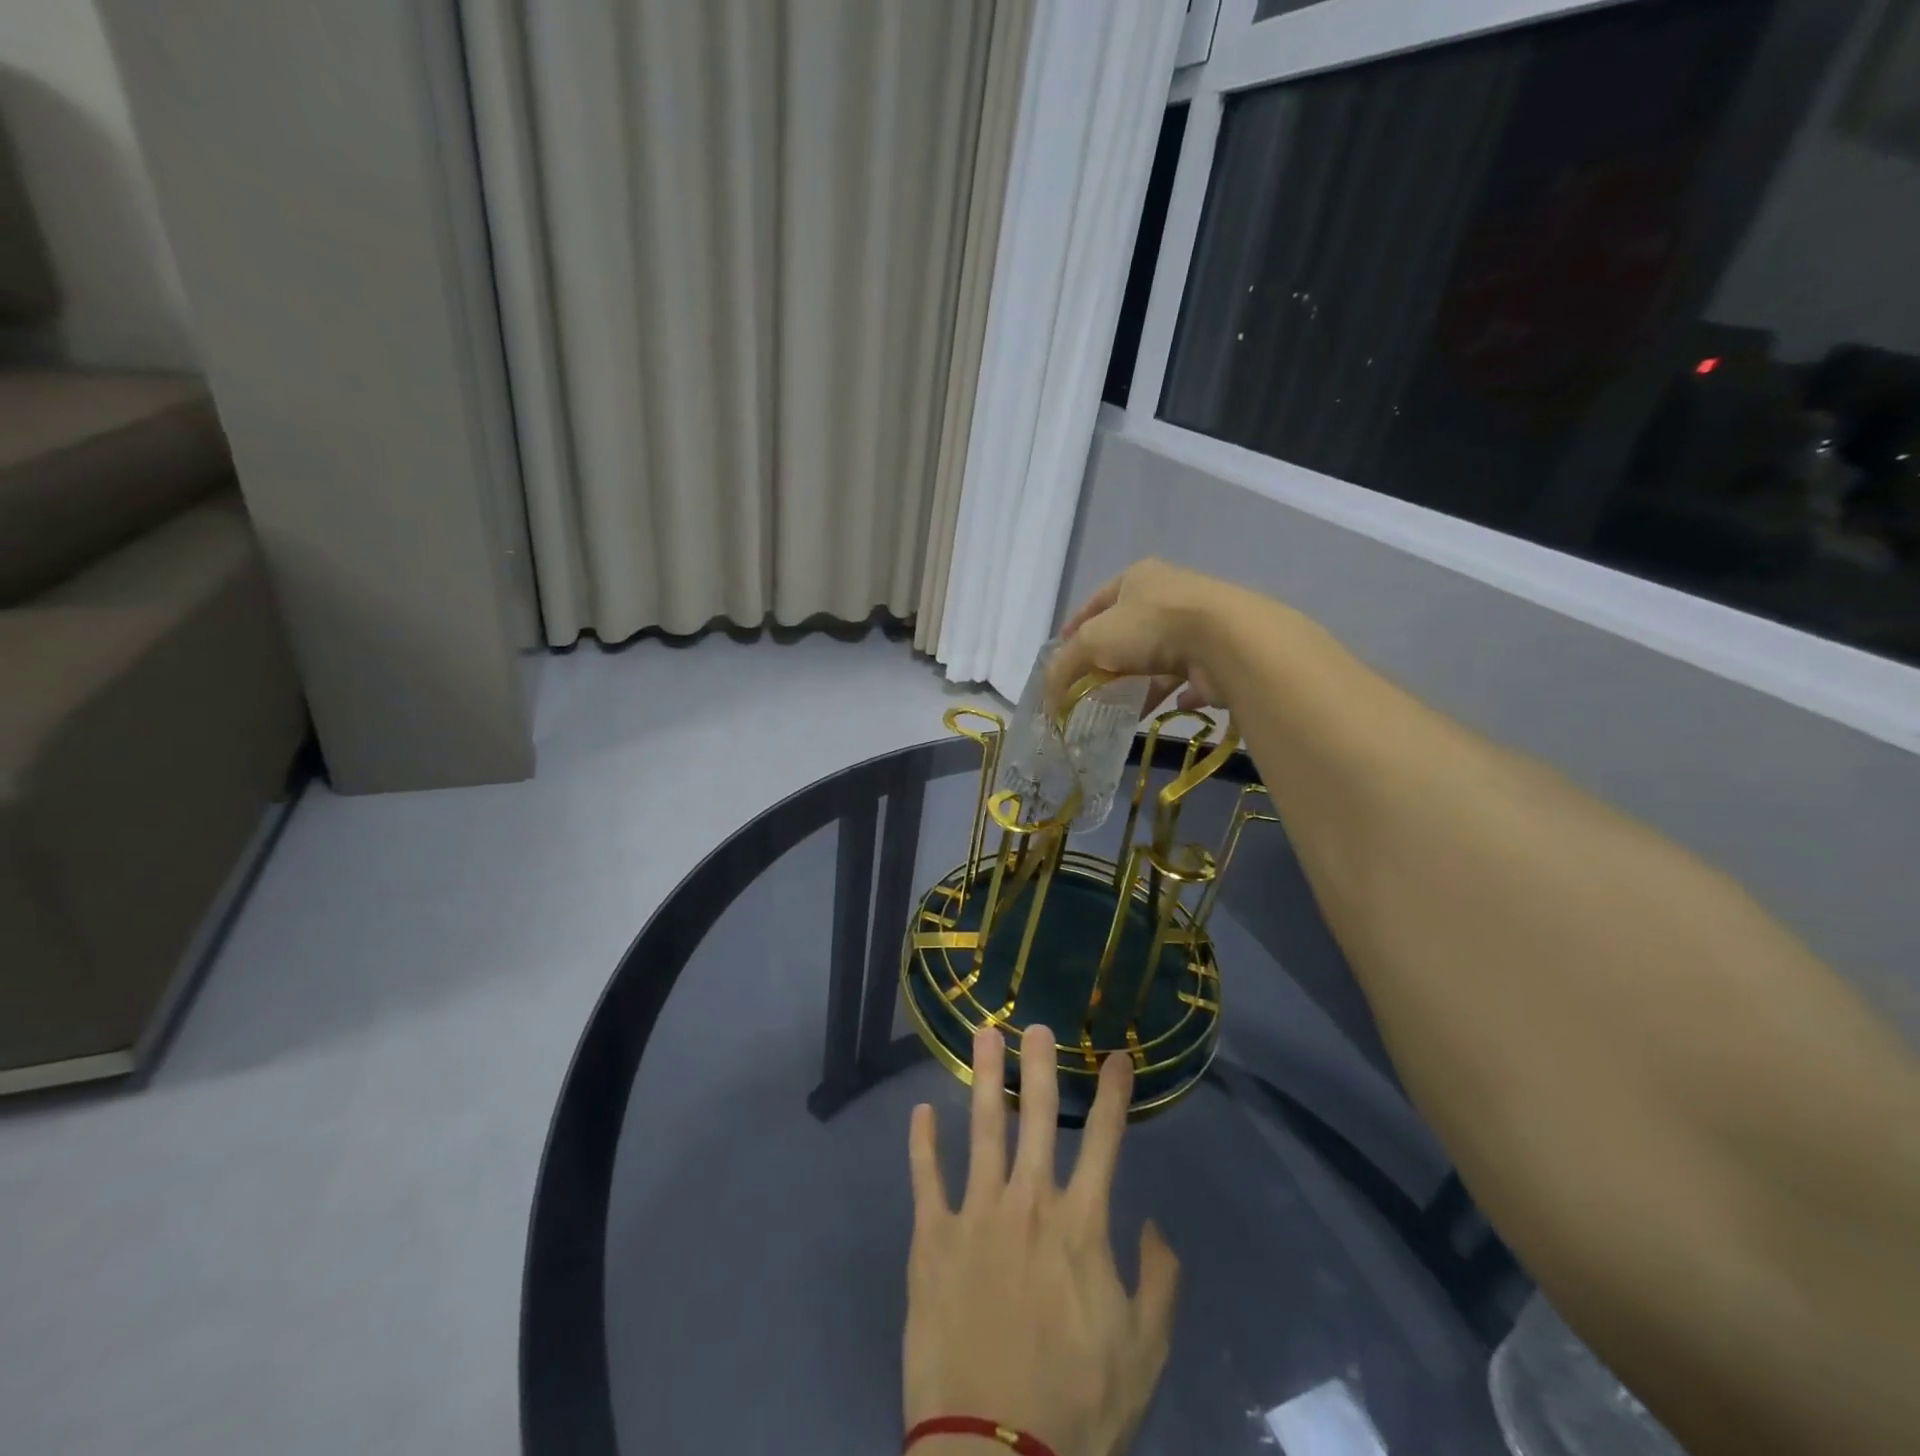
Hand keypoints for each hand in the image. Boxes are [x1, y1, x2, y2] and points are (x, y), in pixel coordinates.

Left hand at [904, 1025, 1179, 1455]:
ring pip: (982, 1129)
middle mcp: (1029, 1203)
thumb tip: (1156, 1224)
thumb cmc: (1077, 1406)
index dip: (1112, 1094)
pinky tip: (921, 1110)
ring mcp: (976, 1215)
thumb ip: (1158, 1282)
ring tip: (982, 1035)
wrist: (996, 1455)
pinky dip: (923, 1143)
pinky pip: (926, 1178)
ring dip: (984, 1078)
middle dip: (1039, 1066)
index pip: (1104, 1141)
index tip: (1117, 1055)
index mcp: (1081, 1225)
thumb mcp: (1143, 1353)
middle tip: (1036, 1023)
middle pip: (1037, 1117)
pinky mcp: (933, 1239)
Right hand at [1046, 559, 1236, 716]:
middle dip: (1107, 657)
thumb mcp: (1091, 641)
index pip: (1097, 599)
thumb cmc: (1151, 627)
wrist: (1226, 641)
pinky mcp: (1219, 654)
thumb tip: (1048, 700)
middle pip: (1129, 629)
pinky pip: (1190, 677)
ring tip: (1121, 703)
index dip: (1075, 624)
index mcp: (1139, 577)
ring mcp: (1199, 624)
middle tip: (1088, 682)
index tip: (1062, 649)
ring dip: (1141, 678)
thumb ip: (1063, 668)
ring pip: (1159, 656)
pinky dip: (1177, 692)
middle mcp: (1170, 595)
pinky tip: (1166, 705)